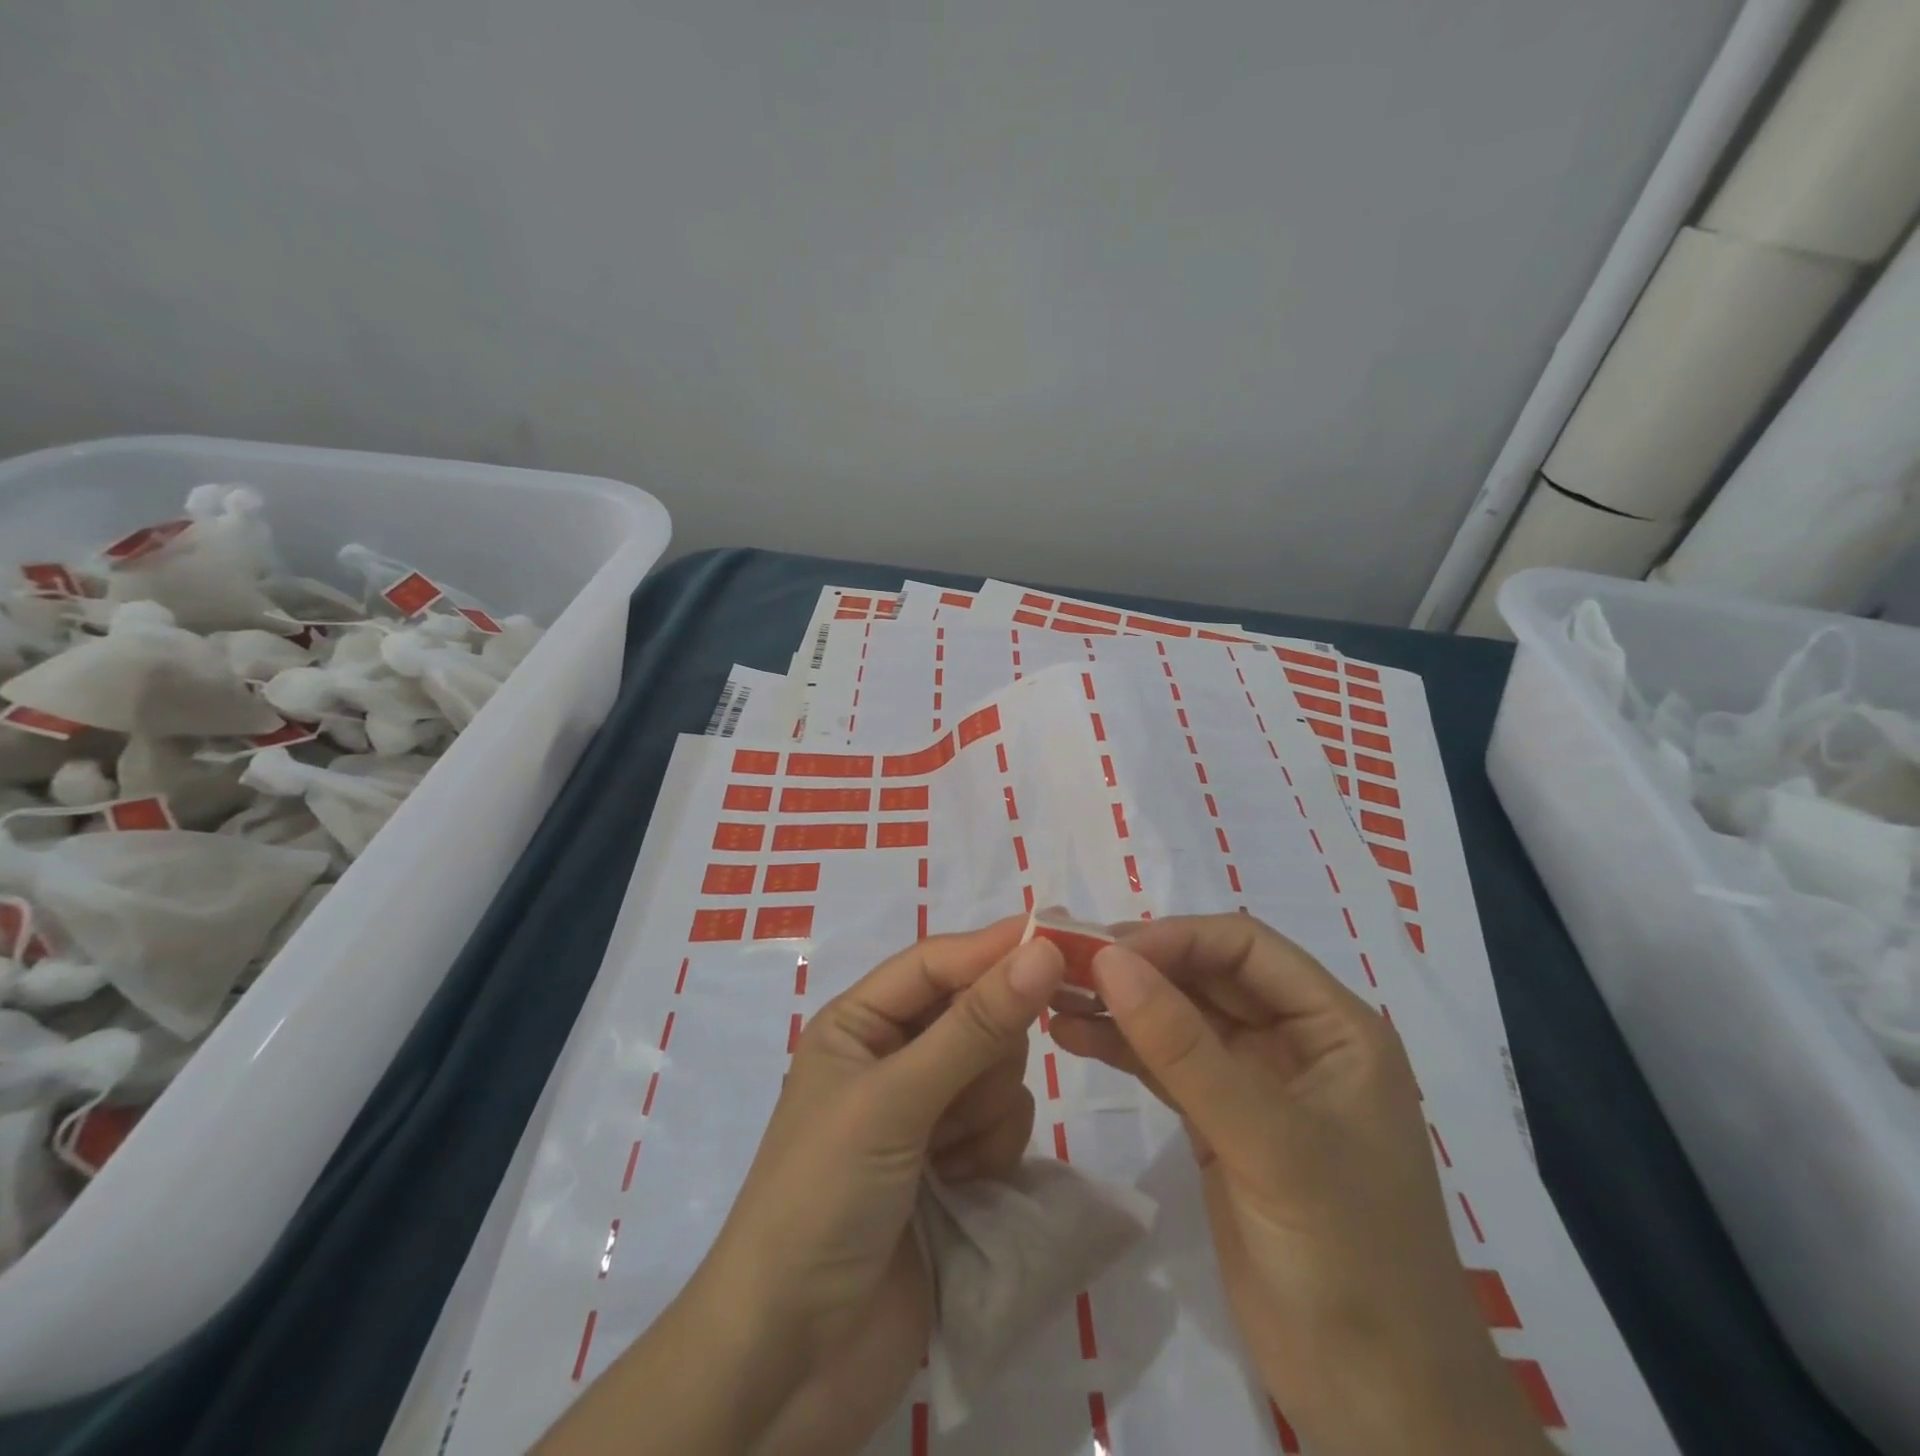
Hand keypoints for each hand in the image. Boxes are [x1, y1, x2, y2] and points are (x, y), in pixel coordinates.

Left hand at [538, 918, 1066, 1455]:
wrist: (795, 1360)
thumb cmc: (825, 1199)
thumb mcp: (894, 1100)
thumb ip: (974, 1026)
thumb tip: (1042, 950)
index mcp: (859, 1022)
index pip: (937, 962)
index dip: (992, 948)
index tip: (1057, 938)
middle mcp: (893, 1056)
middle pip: (976, 1014)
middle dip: (984, 1053)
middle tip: (960, 1096)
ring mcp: (926, 1112)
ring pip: (998, 1070)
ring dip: (985, 1111)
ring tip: (947, 1156)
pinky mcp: (955, 1164)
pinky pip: (1005, 1123)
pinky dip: (992, 1151)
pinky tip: (961, 1187)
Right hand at [1050, 914, 1549, 1455]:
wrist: (1377, 1405)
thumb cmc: (1347, 1257)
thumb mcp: (1266, 1140)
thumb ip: (1183, 1048)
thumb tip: (1109, 960)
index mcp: (1333, 1026)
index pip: (1245, 947)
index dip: (1175, 938)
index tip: (1105, 951)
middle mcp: (1295, 1040)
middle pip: (1206, 976)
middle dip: (1138, 967)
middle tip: (1062, 964)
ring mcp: (1254, 1083)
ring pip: (1179, 1018)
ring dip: (1121, 1005)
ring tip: (1052, 994)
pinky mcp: (1220, 1123)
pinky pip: (1165, 1066)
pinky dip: (1121, 1048)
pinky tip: (1070, 1036)